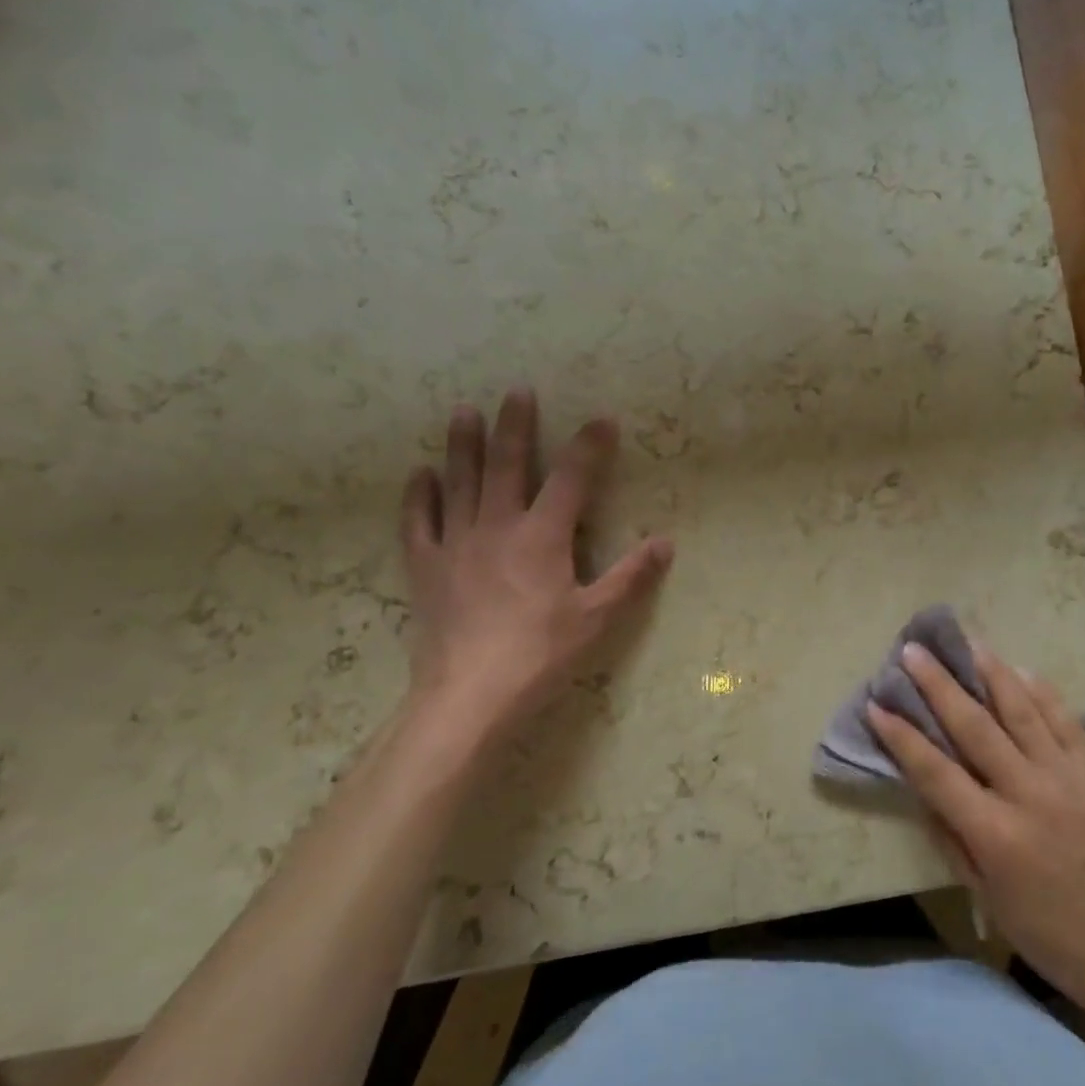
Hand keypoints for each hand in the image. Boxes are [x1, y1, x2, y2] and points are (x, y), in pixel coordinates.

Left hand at [399, 389, 672, 745]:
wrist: (469, 695)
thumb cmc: (540, 654)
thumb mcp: (597, 617)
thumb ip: (631, 576)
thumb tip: (666, 542)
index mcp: (542, 536)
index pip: (571, 478)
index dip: (589, 446)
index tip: (602, 419)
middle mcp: (497, 526)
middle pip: (506, 464)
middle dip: (515, 425)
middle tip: (517, 390)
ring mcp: (456, 543)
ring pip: (459, 482)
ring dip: (462, 444)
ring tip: (463, 410)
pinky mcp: (426, 567)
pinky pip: (418, 522)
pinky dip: (418, 495)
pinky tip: (419, 474)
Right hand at [867, 642, 1084, 1010]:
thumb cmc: (1044, 930)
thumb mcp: (983, 893)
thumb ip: (950, 834)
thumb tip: (921, 783)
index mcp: (996, 835)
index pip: (936, 772)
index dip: (902, 736)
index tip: (877, 704)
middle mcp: (1030, 796)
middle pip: (975, 727)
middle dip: (939, 685)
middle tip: (914, 652)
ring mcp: (1068, 778)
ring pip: (1022, 711)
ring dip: (990, 672)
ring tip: (966, 643)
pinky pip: (1065, 720)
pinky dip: (1041, 691)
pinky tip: (1019, 670)